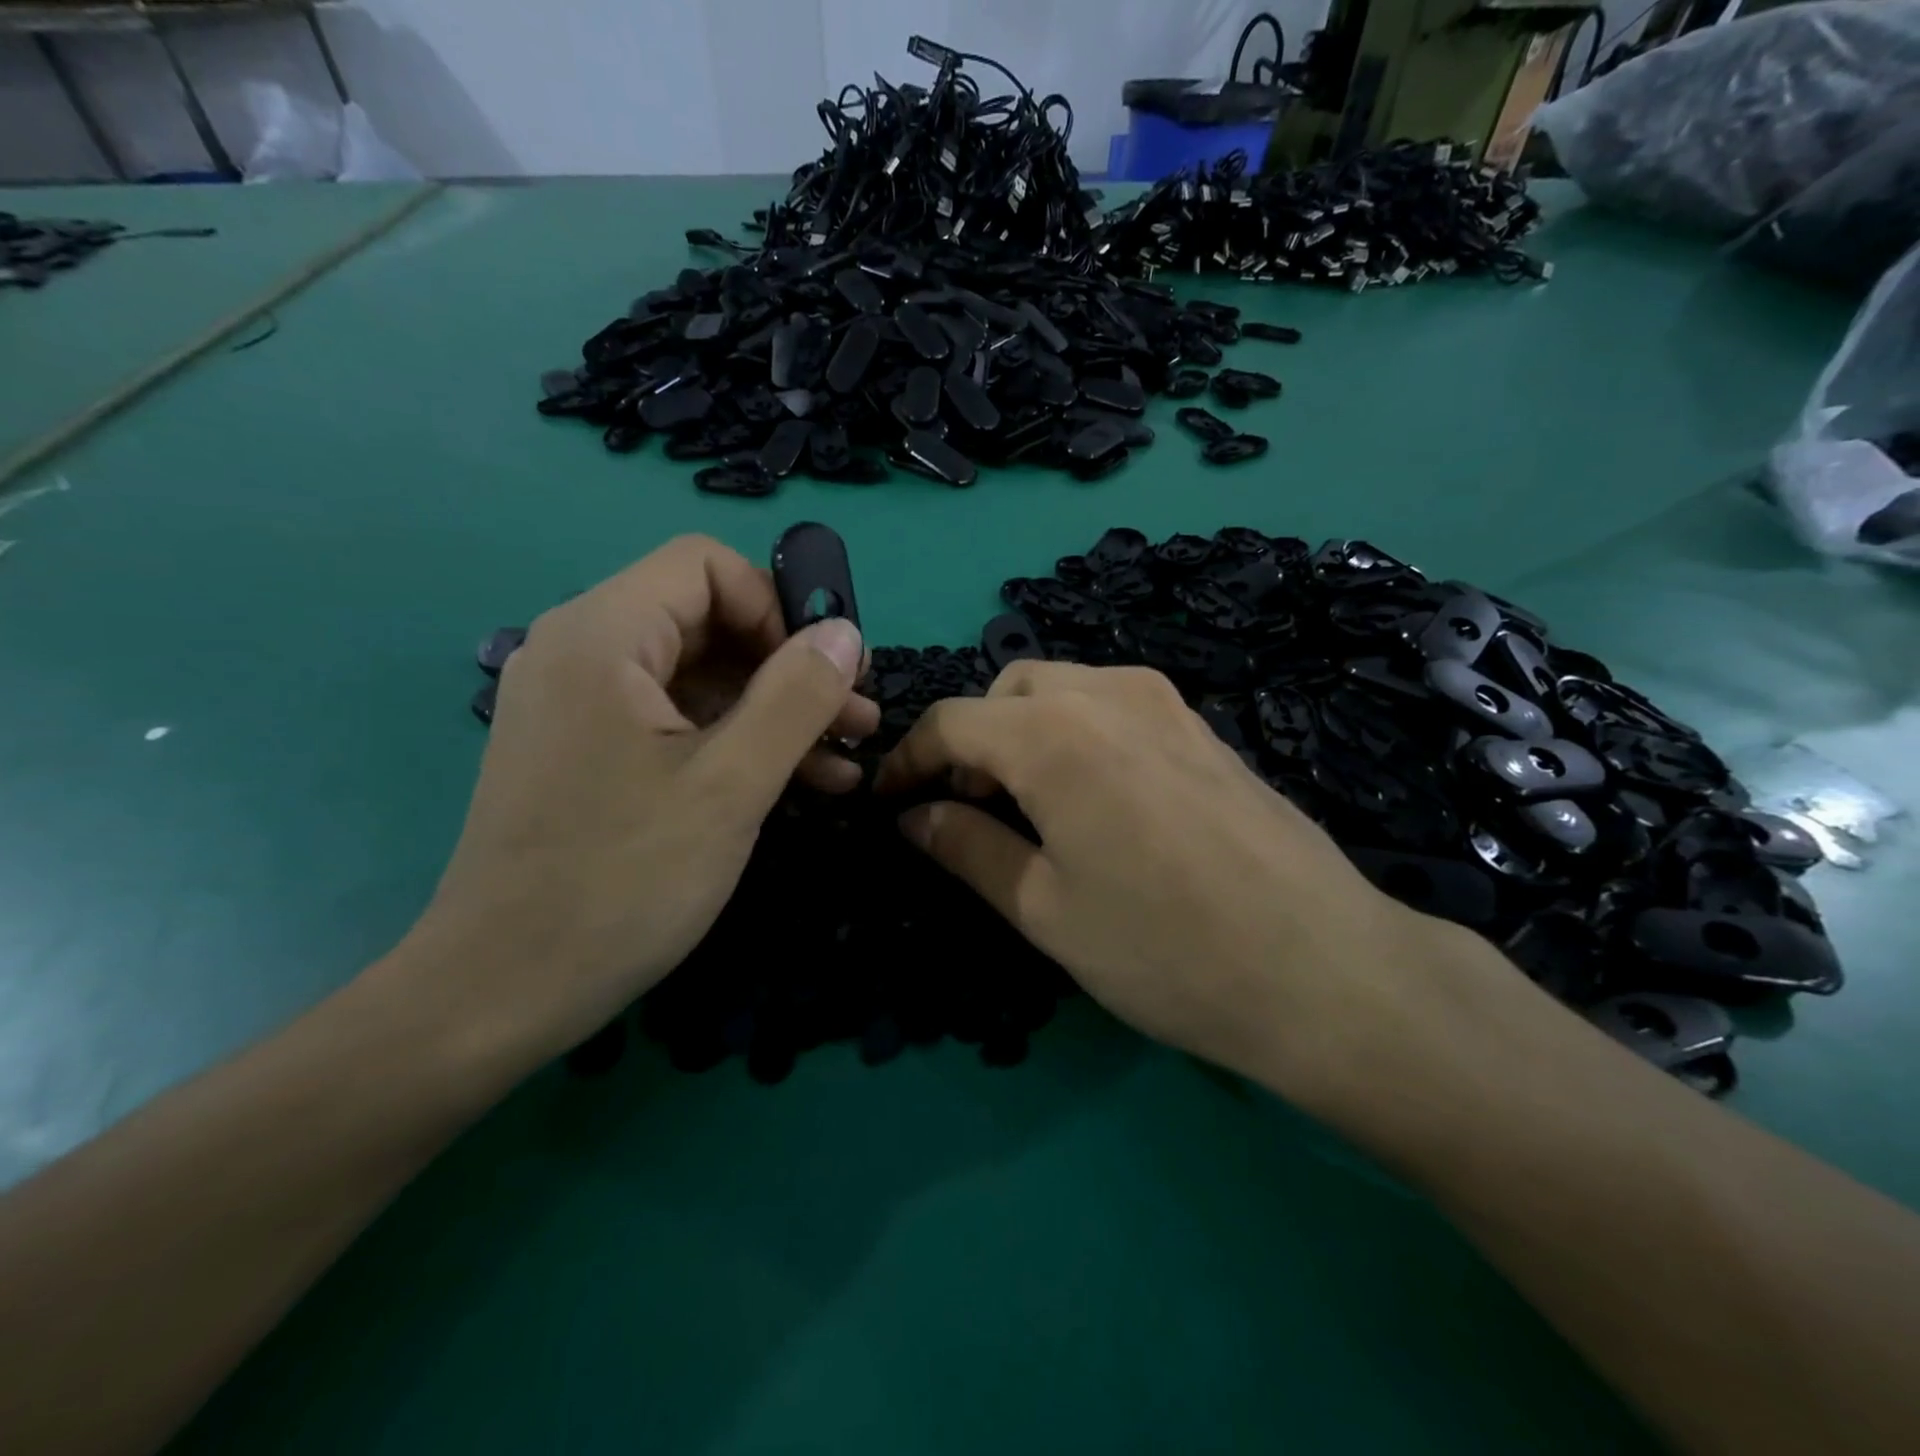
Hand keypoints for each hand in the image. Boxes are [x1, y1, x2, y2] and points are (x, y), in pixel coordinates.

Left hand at [398, 535, 874, 1072]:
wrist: (501, 993)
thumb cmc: (620, 882)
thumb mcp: (730, 785)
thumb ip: (796, 698)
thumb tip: (844, 632)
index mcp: (602, 636)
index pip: (706, 566)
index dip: (777, 608)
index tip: (824, 675)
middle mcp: (583, 653)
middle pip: (708, 621)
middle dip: (790, 667)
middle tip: (856, 720)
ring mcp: (582, 706)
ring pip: (700, 677)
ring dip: (776, 712)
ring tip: (845, 760)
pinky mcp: (590, 753)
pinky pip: (676, 722)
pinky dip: (737, 742)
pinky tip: (801, 784)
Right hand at [875, 662, 1478, 1107]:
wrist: (1324, 969)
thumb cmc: (1165, 949)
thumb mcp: (1044, 909)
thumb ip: (967, 848)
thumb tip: (912, 816)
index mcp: (1053, 734)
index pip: (952, 722)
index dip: (909, 760)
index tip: (889, 802)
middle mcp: (1107, 693)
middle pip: (1006, 689)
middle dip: (971, 740)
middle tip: (968, 808)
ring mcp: (1165, 702)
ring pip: (1062, 688)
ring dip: (1022, 730)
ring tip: (1028, 804)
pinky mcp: (1202, 725)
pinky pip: (1113, 704)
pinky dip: (1075, 731)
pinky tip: (1093, 797)